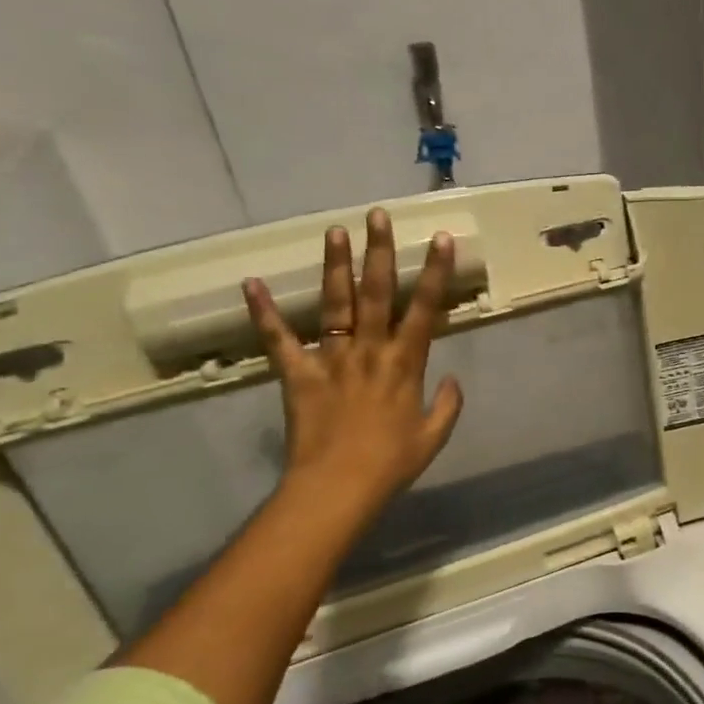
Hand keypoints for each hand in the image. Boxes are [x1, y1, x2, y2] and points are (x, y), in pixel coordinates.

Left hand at [242, 208, 462, 518]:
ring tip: (335, 230)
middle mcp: (370, 351)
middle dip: (380, 252)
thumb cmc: (391, 464)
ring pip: (335, 305)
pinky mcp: (298, 374)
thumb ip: (448, 405)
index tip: (441, 239)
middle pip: (377, 293)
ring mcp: (332, 359)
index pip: (426, 309)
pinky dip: (264, 312)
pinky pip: (279, 340)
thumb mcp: (433, 437)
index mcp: (406, 364)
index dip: (434, 272)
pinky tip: (251, 283)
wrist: (338, 488)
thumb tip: (453, 379)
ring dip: (335, 266)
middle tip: (377, 215)